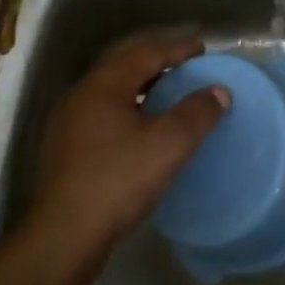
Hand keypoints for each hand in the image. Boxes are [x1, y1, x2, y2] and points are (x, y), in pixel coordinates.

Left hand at [26, 34, 227, 271]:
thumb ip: (196, 114)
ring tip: (171, 98)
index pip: (144, 54)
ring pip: (113, 94)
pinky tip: (144, 133)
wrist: (65, 236)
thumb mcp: (167, 145)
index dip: (175, 49)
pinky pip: (105, 118)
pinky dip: (130, 114)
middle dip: (158, 65)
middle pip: (125, 69)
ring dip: (143, 91)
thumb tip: (219, 91)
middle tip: (189, 69)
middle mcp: (82, 95)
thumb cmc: (117, 181)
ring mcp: (70, 124)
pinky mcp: (67, 151)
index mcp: (103, 85)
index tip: (202, 48)